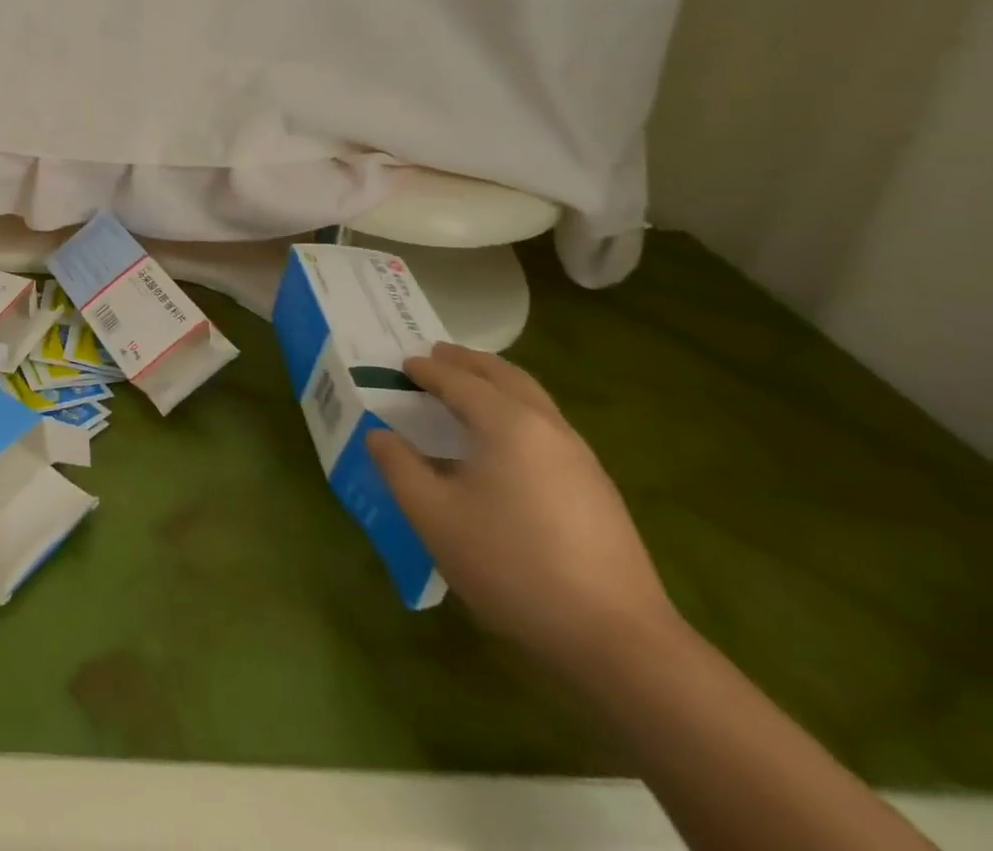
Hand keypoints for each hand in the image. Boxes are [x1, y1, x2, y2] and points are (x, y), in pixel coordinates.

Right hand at [367, 343, 677, 670]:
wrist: (617, 640)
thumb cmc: (511, 565)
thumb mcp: (434, 516)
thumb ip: (399, 467)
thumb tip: (378, 434)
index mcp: (507, 423)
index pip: (458, 381)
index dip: (426, 370)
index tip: (401, 363)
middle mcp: (547, 427)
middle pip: (505, 376)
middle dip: (468, 362)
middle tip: (437, 355)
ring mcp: (579, 457)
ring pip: (533, 399)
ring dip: (497, 383)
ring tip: (468, 389)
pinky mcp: (597, 489)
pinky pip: (547, 426)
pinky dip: (517, 411)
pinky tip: (504, 442)